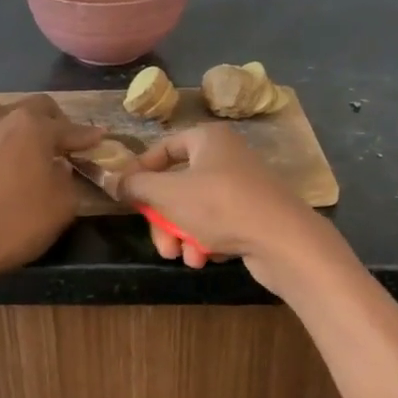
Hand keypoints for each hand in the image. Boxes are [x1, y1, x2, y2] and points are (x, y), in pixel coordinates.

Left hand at [0, 95, 103, 291]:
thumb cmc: (15, 222)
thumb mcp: (62, 205)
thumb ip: (67, 178)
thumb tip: (58, 167)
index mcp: (32, 126)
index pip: (69, 128)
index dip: (86, 136)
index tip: (99, 138)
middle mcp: (0, 118)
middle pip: (34, 108)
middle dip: (54, 122)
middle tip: (64, 143)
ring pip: (4, 119)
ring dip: (22, 130)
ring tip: (30, 153)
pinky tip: (0, 170)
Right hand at [118, 124, 332, 290]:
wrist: (283, 240)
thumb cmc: (220, 206)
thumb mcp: (168, 194)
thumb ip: (137, 186)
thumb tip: (115, 180)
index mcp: (208, 139)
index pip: (164, 148)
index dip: (141, 171)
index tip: (126, 196)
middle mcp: (226, 157)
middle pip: (177, 187)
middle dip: (164, 221)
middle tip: (162, 246)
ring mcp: (241, 187)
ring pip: (194, 211)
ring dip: (183, 236)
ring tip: (187, 257)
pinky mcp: (252, 215)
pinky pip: (217, 225)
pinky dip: (206, 241)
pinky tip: (206, 258)